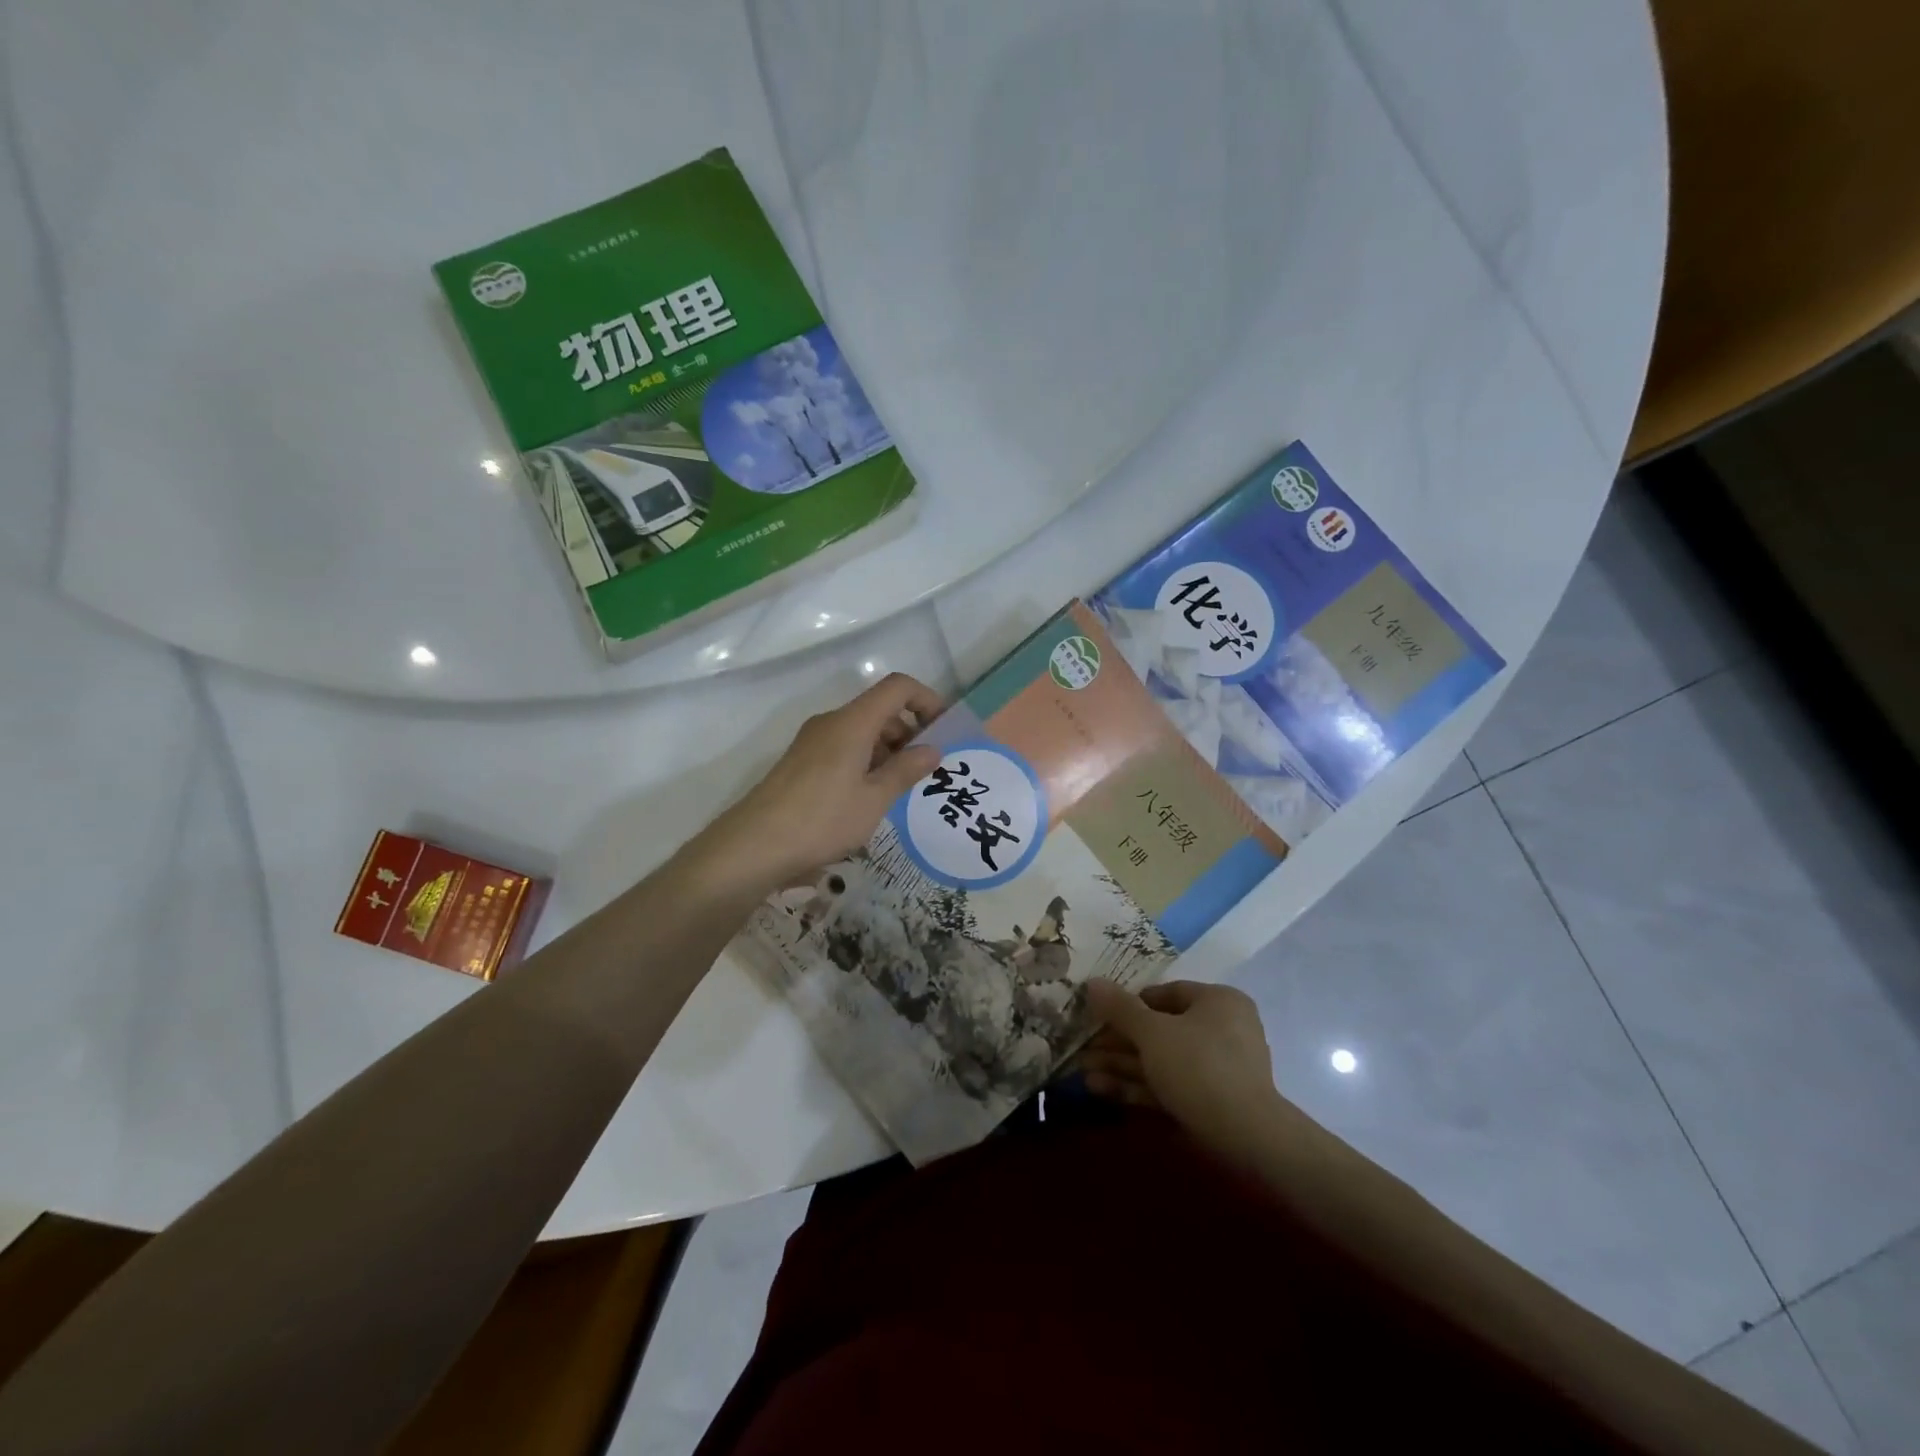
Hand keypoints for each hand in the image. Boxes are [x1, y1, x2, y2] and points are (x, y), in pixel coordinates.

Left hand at [700, 673, 944, 895]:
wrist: (754, 845)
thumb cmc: (822, 819)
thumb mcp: (874, 799)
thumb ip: (906, 770)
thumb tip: (933, 749)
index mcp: (852, 722)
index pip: (897, 687)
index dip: (926, 700)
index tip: (943, 732)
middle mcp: (831, 722)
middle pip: (879, 709)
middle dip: (909, 731)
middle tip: (926, 770)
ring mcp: (812, 741)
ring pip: (861, 730)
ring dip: (888, 750)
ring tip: (900, 789)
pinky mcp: (801, 761)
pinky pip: (843, 747)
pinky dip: (865, 761)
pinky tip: (869, 798)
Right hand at [1079, 979, 1280, 1154]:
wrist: (1246, 1138)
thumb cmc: (1199, 1066)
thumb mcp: (1152, 1032)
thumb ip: (1120, 1008)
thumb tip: (1092, 982)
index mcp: (1218, 1001)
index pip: (1166, 993)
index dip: (1128, 1004)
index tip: (1098, 1015)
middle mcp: (1222, 1029)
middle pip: (1159, 1030)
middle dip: (1118, 1042)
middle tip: (1084, 1048)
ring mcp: (1218, 1069)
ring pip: (1161, 1061)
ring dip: (1121, 1066)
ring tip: (1082, 1072)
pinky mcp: (1212, 1103)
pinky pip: (1170, 1085)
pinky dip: (1137, 1087)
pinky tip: (1100, 1089)